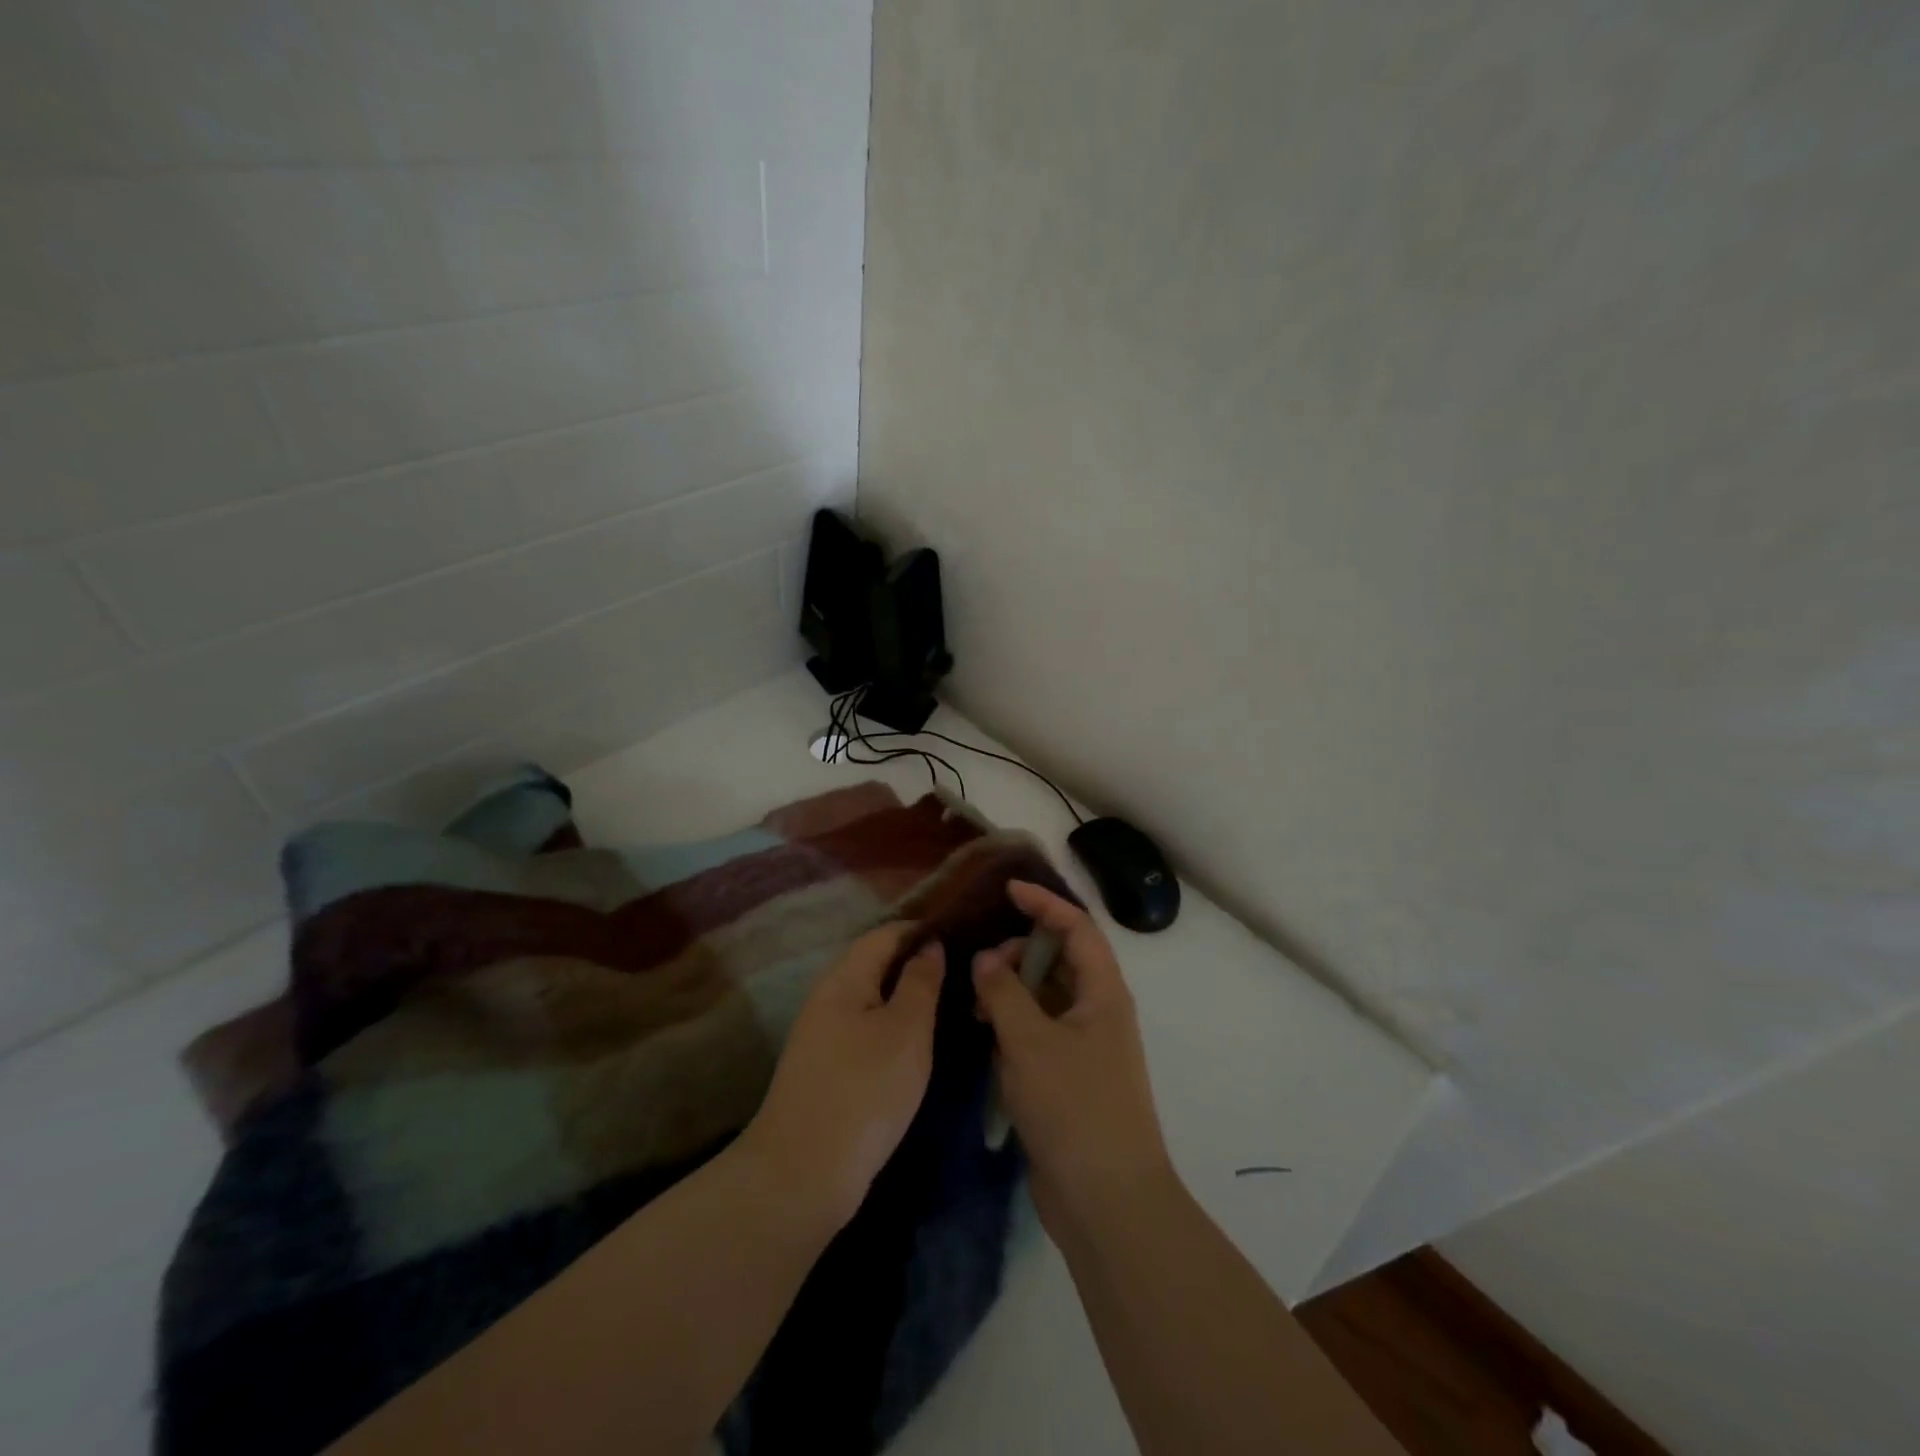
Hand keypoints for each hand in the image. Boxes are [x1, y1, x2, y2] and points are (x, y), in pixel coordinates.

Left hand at [739, 923, 944, 1232]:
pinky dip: (892, 1025)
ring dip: (906, 995)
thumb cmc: (864, 1090)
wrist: (802, 1174)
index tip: (963, 934)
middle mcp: (828, 997)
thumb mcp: (906, 1030)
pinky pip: (865, 1028)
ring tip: (949, 1002)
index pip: (885, 934)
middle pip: (875, 963)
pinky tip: (917, 1042)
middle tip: (963, 970)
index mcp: (844, 977)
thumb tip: (929, 945)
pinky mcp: (825, 1068)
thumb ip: (920, 982)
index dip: (922, 929)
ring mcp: (822, 1034)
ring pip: (871, 998)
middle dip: (916, 962)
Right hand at [972, 881, 1174, 1234]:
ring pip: (1044, 998)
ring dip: (1011, 992)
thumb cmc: (1075, 1108)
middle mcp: (1097, 1011)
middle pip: (1058, 960)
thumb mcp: (1030, 1042)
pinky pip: (1037, 1033)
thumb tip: (985, 959)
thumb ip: (1003, 993)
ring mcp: (1083, 1047)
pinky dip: (1012, 1026)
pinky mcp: (1066, 1078)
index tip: (1007, 890)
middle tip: (982, 966)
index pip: (1076, 927)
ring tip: (975, 1005)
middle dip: (1019, 953)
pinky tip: (983, 1036)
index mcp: (1103, 992)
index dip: (1044, 903)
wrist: (1107, 1202)